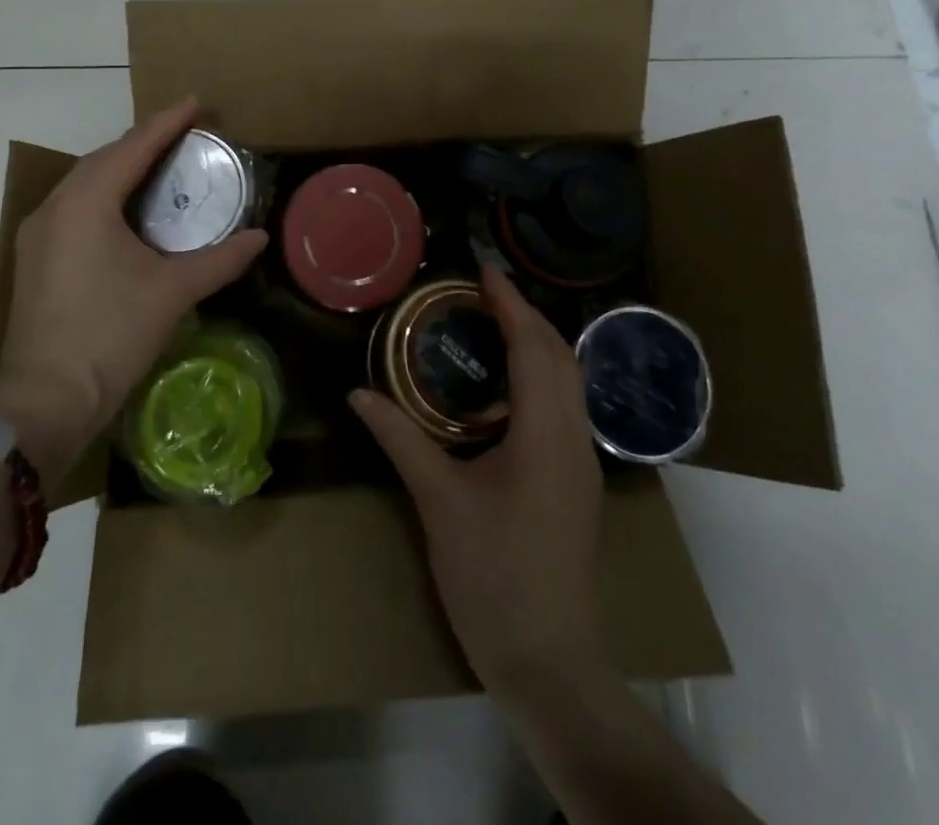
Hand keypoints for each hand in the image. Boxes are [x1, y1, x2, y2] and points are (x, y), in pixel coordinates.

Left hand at [0, 98, 267, 487]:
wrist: (45, 400)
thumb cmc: (110, 335)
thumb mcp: (172, 292)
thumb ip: (220, 259)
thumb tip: (260, 238)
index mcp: (87, 202)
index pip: (134, 147)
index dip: (168, 122)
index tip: (197, 101)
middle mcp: (56, 205)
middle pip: (105, 157)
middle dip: (145, 141)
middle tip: (185, 134)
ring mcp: (38, 232)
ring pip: (85, 181)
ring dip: (122, 167)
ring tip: (160, 164)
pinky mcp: (35, 256)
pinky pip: (74, 206)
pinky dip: (104, 194)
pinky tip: (126, 209)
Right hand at [349, 266, 606, 697]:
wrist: (551, 666)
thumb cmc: (494, 577)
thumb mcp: (438, 502)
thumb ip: (400, 438)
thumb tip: (357, 393)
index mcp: (546, 434)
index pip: (534, 348)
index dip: (511, 304)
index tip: (484, 271)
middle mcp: (574, 438)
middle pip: (560, 357)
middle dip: (526, 316)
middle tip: (482, 293)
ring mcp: (581, 464)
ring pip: (567, 383)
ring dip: (535, 345)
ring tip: (491, 326)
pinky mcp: (576, 484)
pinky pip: (562, 408)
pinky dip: (538, 378)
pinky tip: (502, 389)